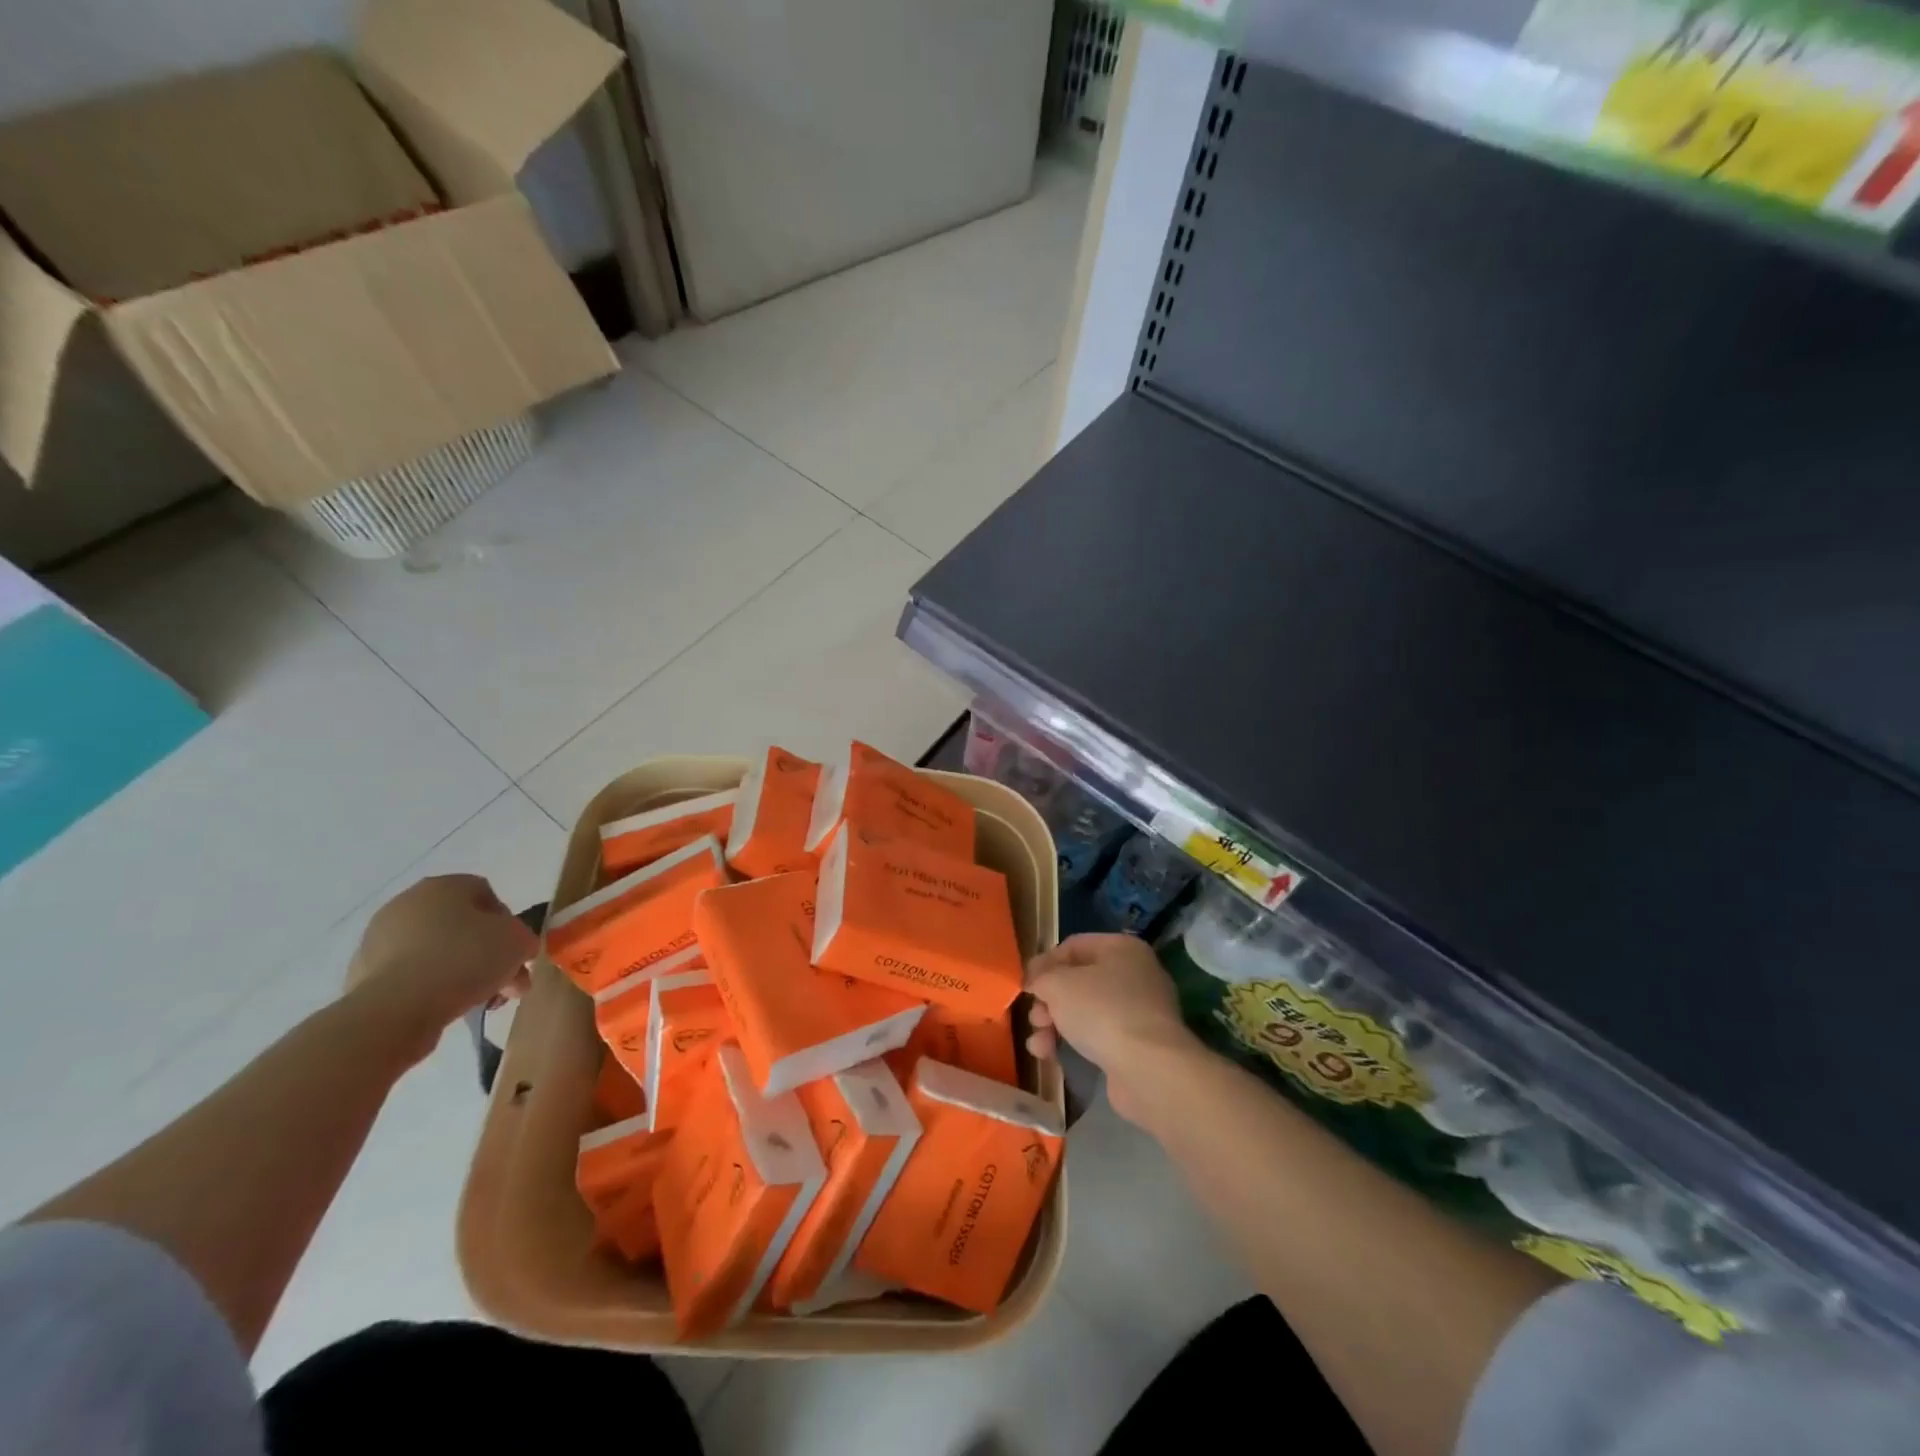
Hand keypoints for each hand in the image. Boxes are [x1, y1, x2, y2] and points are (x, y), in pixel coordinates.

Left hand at [342, 875, 537, 1057]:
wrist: (395, 1010)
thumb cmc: (465, 960)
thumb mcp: (519, 941)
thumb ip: (523, 938)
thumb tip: (515, 948)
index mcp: (443, 886)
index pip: (486, 893)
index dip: (508, 922)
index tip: (516, 951)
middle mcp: (407, 904)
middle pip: (461, 925)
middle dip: (488, 953)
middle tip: (507, 982)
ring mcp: (378, 939)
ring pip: (436, 952)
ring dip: (462, 972)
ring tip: (482, 1001)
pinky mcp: (362, 974)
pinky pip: (411, 975)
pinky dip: (431, 987)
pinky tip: (446, 1007)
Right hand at [1025, 933, 1200, 1123]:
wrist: (1148, 1068)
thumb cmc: (1102, 1011)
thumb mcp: (1058, 984)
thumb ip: (1040, 977)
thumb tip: (1037, 982)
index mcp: (1121, 948)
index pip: (1073, 946)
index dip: (1044, 963)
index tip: (1025, 985)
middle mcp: (1135, 974)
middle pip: (1078, 981)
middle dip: (1049, 1000)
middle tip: (1035, 1017)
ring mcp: (1138, 1012)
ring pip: (1085, 1011)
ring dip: (1054, 1024)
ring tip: (1039, 1042)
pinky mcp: (1137, 1045)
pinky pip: (1097, 1036)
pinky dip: (1072, 1043)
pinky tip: (1049, 1056)